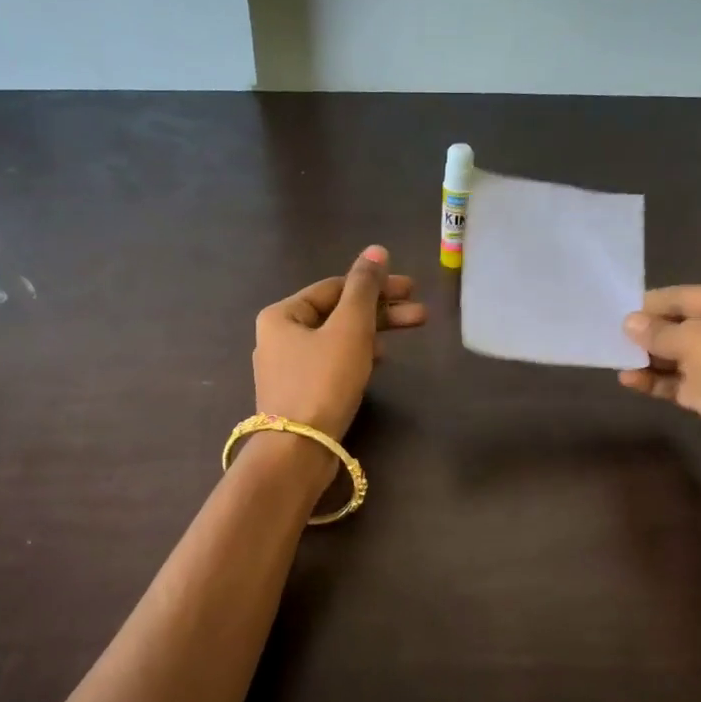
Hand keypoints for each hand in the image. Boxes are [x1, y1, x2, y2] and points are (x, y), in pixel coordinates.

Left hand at [253, 245, 425, 438]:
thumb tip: (376, 250)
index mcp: (282, 314)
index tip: (412, 289)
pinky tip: (380, 360)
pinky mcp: (300, 394)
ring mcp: (288, 368)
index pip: (335, 287)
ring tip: (408, 333)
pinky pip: (333, 362)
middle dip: (381, 311)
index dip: (376, 284)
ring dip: (374, 332)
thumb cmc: (323, 381)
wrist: (297, 451)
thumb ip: (365, 288)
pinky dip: (358, 355)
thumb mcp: (350, 328)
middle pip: (338, 313)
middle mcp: (279, 336)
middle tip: (421, 313)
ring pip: (338, 338)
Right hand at [619, 286, 700, 458]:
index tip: (619, 311)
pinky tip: (630, 381)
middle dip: (650, 333)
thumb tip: (628, 323)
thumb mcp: (695, 340)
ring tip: (617, 360)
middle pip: (684, 326)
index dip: (654, 304)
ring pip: (681, 357)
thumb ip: (658, 332)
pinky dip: (658, 381)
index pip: (689, 296)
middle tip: (613, 337)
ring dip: (650, 359)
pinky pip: (682, 382)